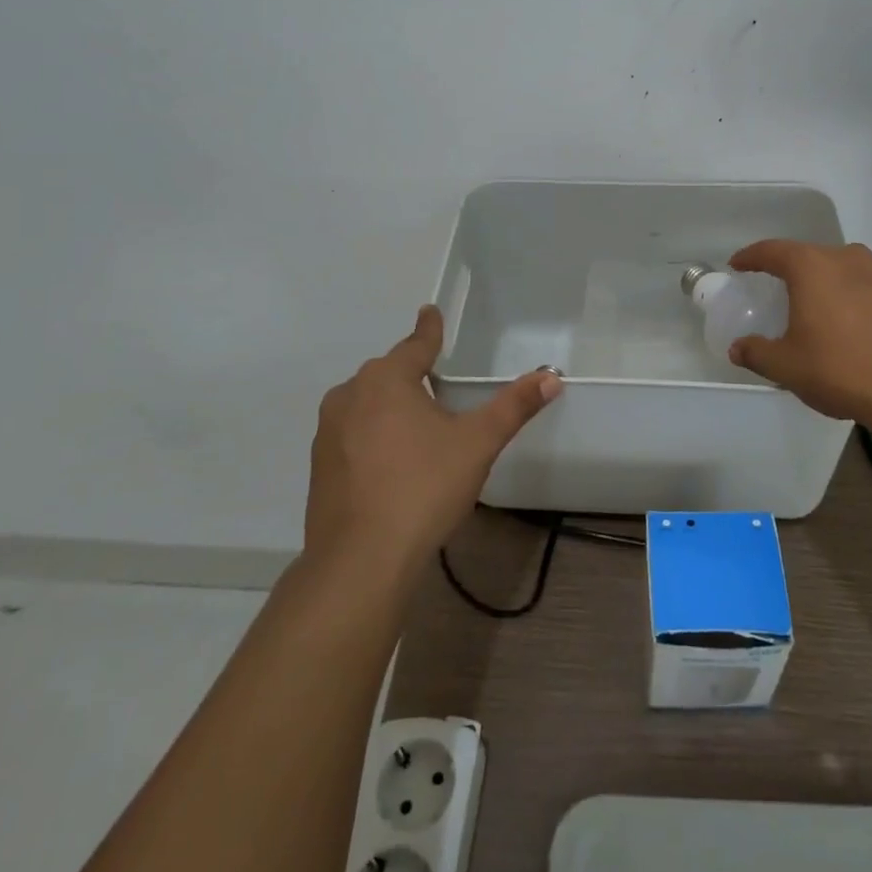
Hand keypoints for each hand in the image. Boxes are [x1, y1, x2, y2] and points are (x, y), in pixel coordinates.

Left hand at [306, 306, 561, 575]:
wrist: (361, 560)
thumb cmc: (423, 488)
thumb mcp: (477, 443)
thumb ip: (513, 406)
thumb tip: (552, 377)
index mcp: (386, 380)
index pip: (416, 344)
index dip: (430, 329)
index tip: (430, 311)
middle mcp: (350, 395)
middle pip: (389, 374)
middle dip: (412, 374)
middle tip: (438, 384)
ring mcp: (328, 431)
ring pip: (367, 404)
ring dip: (390, 407)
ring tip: (418, 427)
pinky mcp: (319, 466)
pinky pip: (353, 434)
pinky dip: (373, 436)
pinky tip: (392, 464)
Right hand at [726, 240, 871, 428]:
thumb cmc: (841, 371)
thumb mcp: (786, 368)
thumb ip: (757, 353)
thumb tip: (737, 348)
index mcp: (811, 268)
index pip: (772, 251)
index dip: (752, 256)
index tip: (739, 265)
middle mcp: (849, 258)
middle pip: (816, 258)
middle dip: (801, 275)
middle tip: (793, 299)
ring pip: (855, 270)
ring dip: (843, 285)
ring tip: (840, 314)